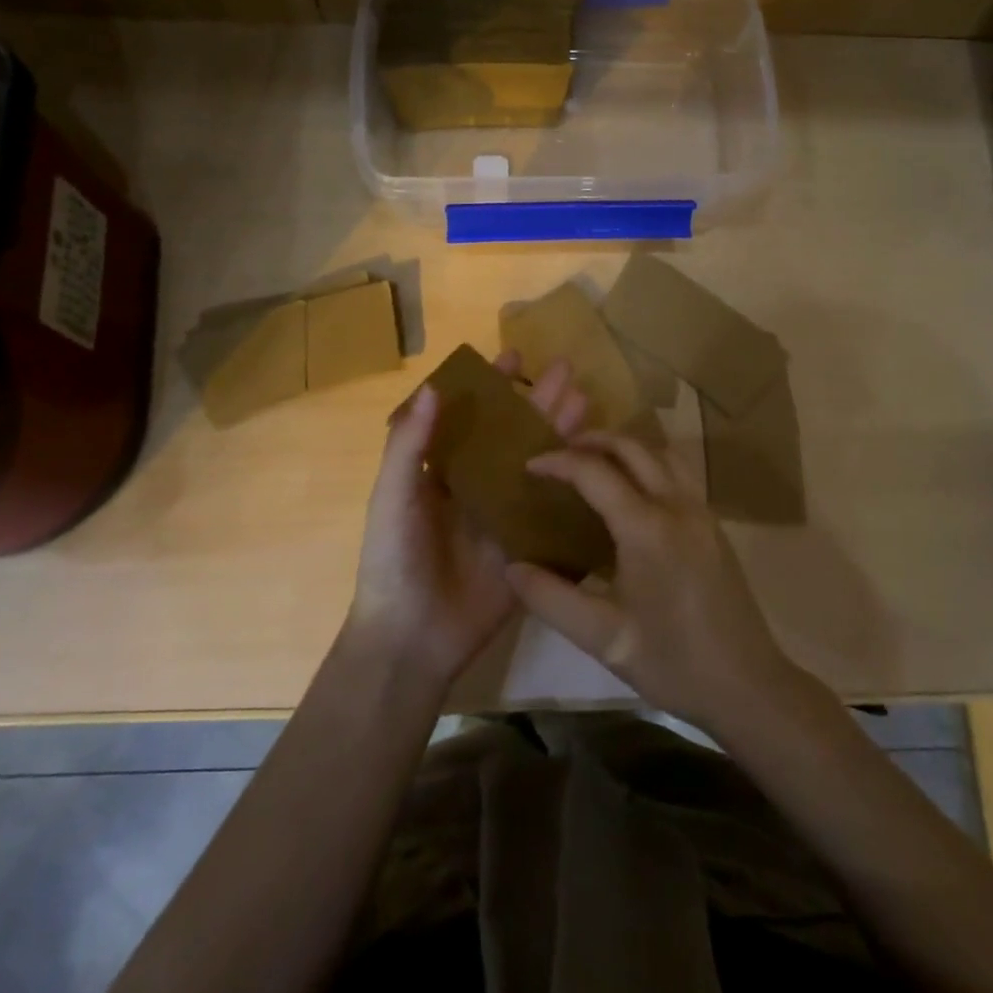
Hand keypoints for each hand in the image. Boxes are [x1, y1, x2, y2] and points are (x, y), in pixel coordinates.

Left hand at [348, 353, 589, 688]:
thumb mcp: (393, 496)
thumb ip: (410, 444)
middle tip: (567, 370)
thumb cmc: (394, 559)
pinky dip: (575, 486)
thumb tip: (433, 386)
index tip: (515, 355)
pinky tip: (598, 463)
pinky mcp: (529, 546)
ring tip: (587, 402)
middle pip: (514, 435)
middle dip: (539, 402)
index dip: (492, 386)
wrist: (412, 637)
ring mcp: (506, 515)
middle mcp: (478, 486)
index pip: (473, 416)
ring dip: (560, 434)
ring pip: (539, 464)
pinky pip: (554, 510)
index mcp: (443, 470)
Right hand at [505, 431, 807, 733]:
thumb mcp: (603, 638)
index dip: (558, 461)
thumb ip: (551, 598)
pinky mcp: (713, 524)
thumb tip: (511, 567)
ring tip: (593, 462)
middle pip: (632, 447)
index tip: (529, 465)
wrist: (747, 685)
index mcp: (647, 528)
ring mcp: (701, 511)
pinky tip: (632, 491)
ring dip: (625, 446)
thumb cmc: (672, 662)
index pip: (595, 472)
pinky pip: (678, 472)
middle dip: (592, 440)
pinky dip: (648, 463)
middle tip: (558, 452)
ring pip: (661, 453)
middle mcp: (677, 505)